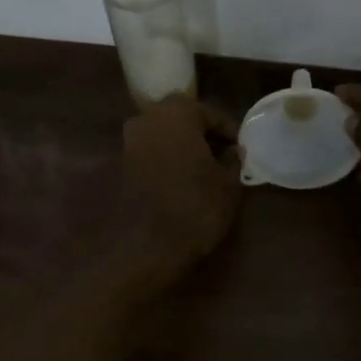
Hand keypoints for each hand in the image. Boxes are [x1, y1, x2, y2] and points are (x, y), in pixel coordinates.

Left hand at [116, 95, 243, 279]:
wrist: (145, 247)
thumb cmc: (194, 207)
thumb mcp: (228, 184)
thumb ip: (233, 160)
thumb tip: (233, 151)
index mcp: (177, 113)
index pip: (211, 114)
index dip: (229, 132)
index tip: (241, 150)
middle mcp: (147, 118)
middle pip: (183, 121)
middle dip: (203, 137)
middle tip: (223, 159)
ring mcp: (128, 142)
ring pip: (164, 138)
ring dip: (183, 150)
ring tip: (204, 174)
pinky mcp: (118, 167)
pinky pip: (150, 156)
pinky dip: (166, 163)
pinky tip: (181, 184)